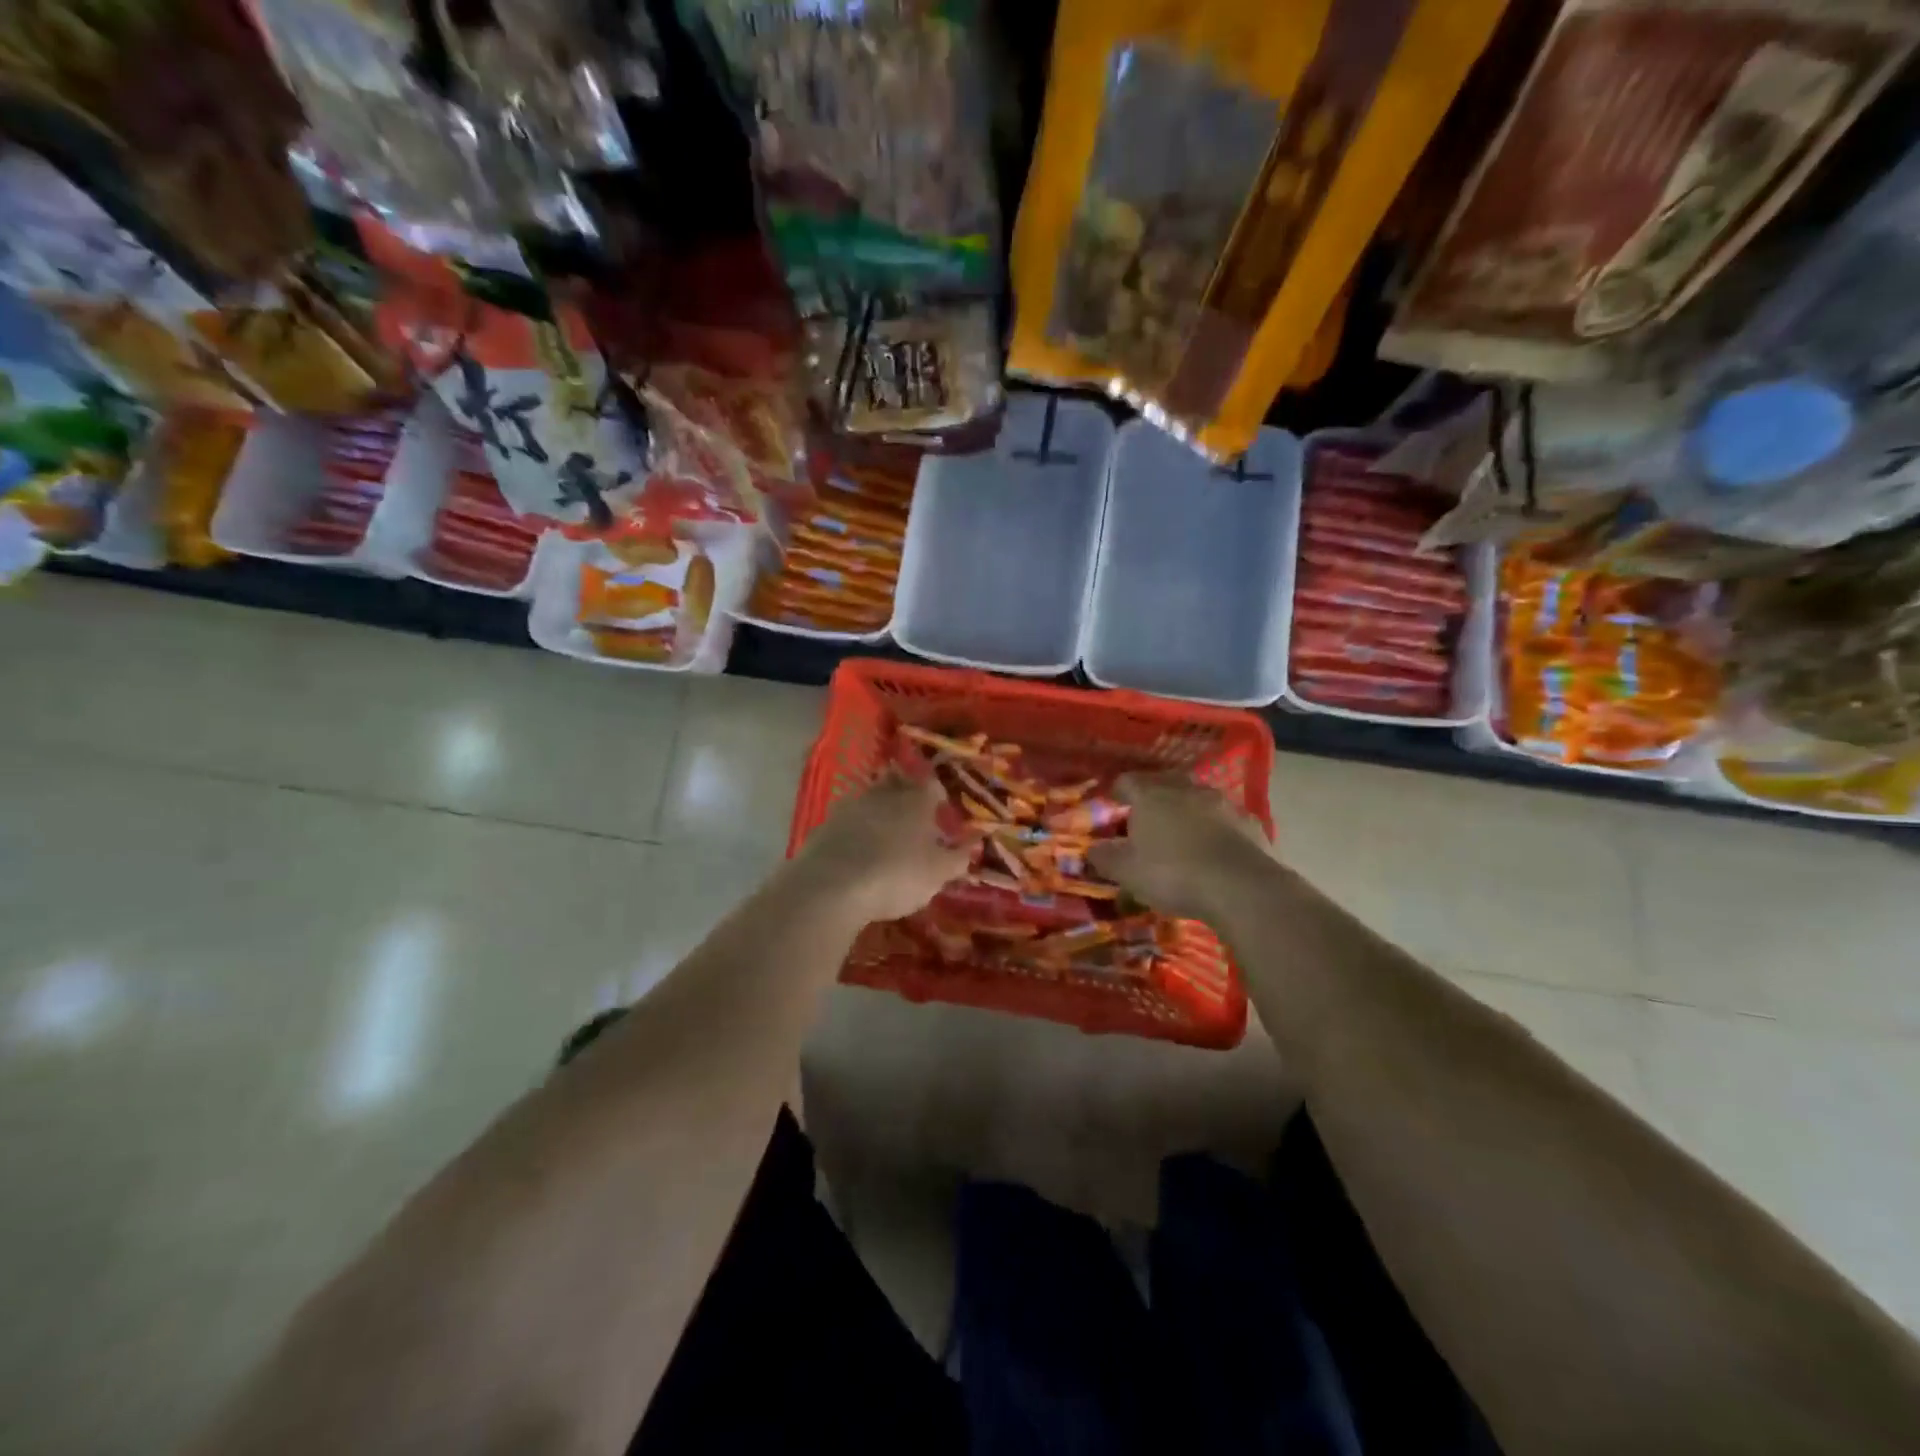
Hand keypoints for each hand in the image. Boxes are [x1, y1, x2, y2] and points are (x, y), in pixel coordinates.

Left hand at [792, 773, 973, 923]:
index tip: (940, 813)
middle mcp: (884, 793)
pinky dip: (856, 829)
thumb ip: (958, 856)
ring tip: (885, 835)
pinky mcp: (825, 823)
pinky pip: (848, 820)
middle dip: (906, 796)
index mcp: (917, 799)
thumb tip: (973, 842)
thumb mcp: (938, 873)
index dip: (938, 797)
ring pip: (871, 799)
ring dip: (879, 811)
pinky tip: (857, 849)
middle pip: (898, 784)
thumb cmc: (897, 875)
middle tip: (913, 818)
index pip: (932, 785)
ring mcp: (851, 805)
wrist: (832, 886)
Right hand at [1086, 772, 1270, 918]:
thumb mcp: (1127, 872)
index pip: (1127, 781)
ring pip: (1197, 798)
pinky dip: (1216, 829)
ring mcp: (1221, 803)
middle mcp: (1186, 790)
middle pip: (1164, 782)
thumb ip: (1105, 857)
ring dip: (1187, 810)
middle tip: (1146, 817)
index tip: (1113, 803)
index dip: (1118, 791)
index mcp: (1151, 796)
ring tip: (1181, 833)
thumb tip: (1092, 848)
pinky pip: (1225, 820)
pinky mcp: (1249, 822)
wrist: (1241, 887)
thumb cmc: (1172, 874)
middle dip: (1154, 796)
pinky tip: (1214, 850)